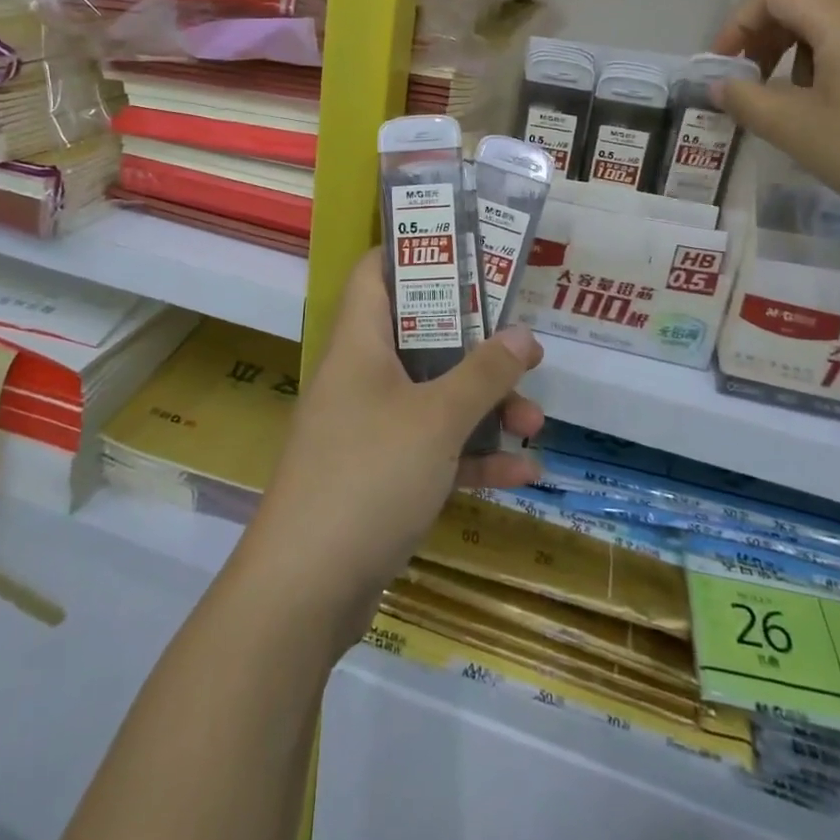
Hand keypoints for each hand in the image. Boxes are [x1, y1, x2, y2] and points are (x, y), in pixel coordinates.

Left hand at [238, 252, 544, 644]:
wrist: (305, 588)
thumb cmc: (369, 475)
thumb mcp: (436, 418)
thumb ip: (483, 374)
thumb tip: (523, 334)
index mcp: (359, 344)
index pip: (376, 272)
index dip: (415, 251)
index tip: (466, 250)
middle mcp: (360, 377)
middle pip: (420, 337)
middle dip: (475, 343)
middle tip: (522, 348)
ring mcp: (368, 428)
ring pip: (432, 397)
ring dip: (483, 406)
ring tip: (534, 421)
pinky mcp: (379, 476)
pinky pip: (432, 450)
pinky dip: (472, 456)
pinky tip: (522, 473)